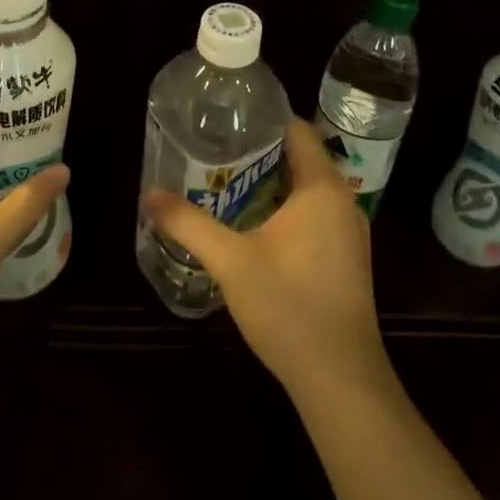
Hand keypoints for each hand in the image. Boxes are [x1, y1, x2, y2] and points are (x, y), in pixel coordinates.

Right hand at [143, 118, 390, 402]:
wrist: (340, 379)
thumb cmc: (288, 307)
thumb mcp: (230, 261)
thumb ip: (188, 223)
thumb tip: (149, 194)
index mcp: (322, 188)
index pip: (297, 130)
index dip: (263, 119)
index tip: (227, 119)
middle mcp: (343, 201)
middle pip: (301, 158)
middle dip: (260, 151)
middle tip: (217, 149)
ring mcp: (350, 232)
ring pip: (308, 189)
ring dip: (273, 182)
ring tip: (228, 181)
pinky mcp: (348, 258)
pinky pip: (316, 214)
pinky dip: (288, 208)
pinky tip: (255, 225)